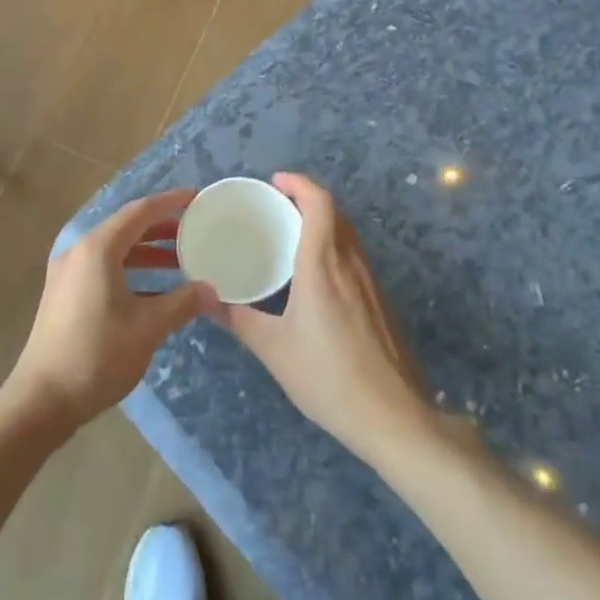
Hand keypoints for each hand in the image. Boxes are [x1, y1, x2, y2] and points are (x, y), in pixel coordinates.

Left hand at [8, 190, 221, 431]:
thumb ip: (181, 303)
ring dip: (147, 252)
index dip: (169, 202)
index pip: (140, 212)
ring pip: (115, 250)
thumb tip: (211, 290)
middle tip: (194, 230)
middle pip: (126, 227)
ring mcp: (68, 273)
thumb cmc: (97, 355)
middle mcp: (79, 251)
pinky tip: (154, 289)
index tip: (195, 197)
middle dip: (161, 227)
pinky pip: (103, 267)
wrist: (42, 399)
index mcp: (97, 249)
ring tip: (181, 261)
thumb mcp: (147, 328)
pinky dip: (131, 270)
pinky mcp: (64, 294)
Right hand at [225, 174, 434, 470]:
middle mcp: (350, 264)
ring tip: (291, 234)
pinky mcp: (381, 302)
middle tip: (276, 206)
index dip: (299, 183)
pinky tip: (316, 275)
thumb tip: (204, 298)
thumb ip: (238, 319)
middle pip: (335, 213)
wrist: (394, 418)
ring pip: (348, 235)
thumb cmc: (328, 378)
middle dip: (306, 199)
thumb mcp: (274, 350)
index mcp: (323, 266)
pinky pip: (354, 257)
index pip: (319, 203)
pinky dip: (333, 246)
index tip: (275, 181)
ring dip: (322, 222)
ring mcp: (371, 283)